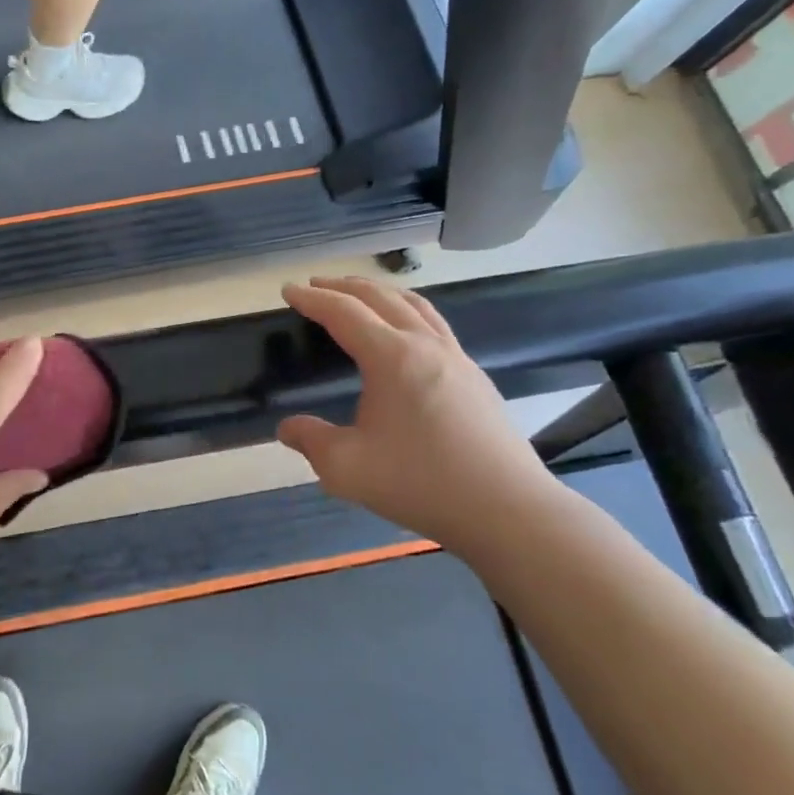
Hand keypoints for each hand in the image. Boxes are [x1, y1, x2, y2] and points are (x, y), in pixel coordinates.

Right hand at [277, 278, 564, 550]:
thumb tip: (287, 429)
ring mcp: (457, 359)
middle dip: (344, 287)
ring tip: (359, 295)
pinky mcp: (475, 378)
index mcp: (392, 358)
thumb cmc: (420, 483)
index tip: (288, 290)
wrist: (506, 509)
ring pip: (415, 306)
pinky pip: (435, 325)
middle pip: (381, 298)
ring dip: (380, 293)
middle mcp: (426, 346)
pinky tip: (406, 335)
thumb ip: (310, 441)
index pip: (344, 313)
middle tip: (316, 285)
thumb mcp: (346, 468)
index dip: (313, 300)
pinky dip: (408, 312)